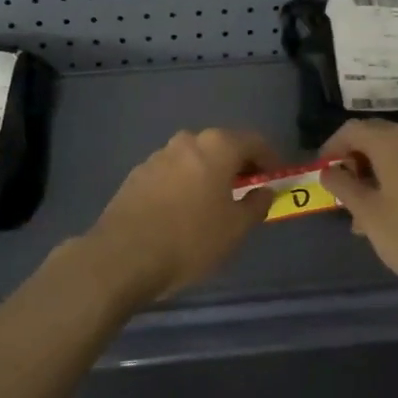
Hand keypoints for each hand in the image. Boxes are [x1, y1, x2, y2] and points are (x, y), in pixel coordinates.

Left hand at [85, 128, 278, 305]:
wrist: (122, 257)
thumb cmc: (190, 240)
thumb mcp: (235, 229)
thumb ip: (256, 204)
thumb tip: (264, 190)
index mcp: (216, 147)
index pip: (253, 141)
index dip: (269, 158)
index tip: (275, 177)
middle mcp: (186, 142)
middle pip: (221, 146)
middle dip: (236, 165)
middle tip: (246, 190)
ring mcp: (157, 156)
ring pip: (193, 159)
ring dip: (207, 174)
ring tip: (213, 204)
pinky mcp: (136, 175)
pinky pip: (171, 173)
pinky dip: (183, 184)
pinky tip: (182, 211)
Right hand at [319, 120, 397, 311]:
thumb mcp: (368, 213)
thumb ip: (343, 186)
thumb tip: (328, 171)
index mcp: (394, 141)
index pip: (352, 130)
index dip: (331, 148)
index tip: (319, 173)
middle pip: (373, 138)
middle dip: (351, 161)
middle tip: (338, 193)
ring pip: (390, 155)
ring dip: (370, 174)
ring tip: (356, 213)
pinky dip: (390, 181)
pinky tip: (382, 215)